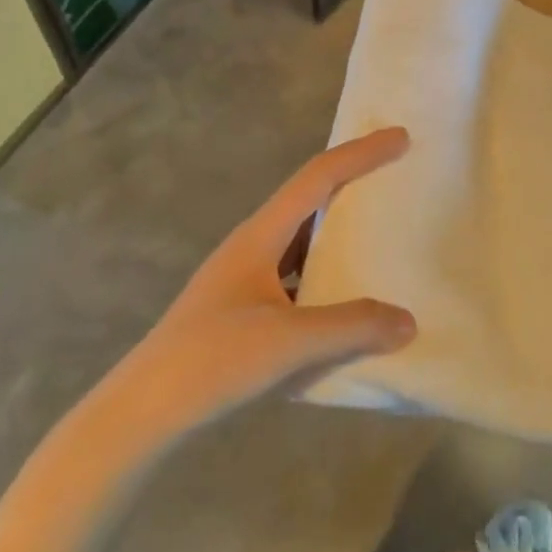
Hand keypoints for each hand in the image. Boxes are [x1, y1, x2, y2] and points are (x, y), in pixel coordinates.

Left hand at [105, 128, 417, 434]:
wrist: (143, 412)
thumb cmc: (213, 360)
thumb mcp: (289, 341)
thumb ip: (352, 327)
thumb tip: (408, 320)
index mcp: (260, 235)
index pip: (318, 177)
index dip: (361, 153)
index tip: (401, 138)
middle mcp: (253, 247)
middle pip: (311, 200)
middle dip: (353, 185)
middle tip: (397, 180)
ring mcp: (246, 280)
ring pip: (304, 243)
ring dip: (341, 235)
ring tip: (382, 239)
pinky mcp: (243, 312)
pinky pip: (298, 280)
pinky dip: (328, 279)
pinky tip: (348, 303)